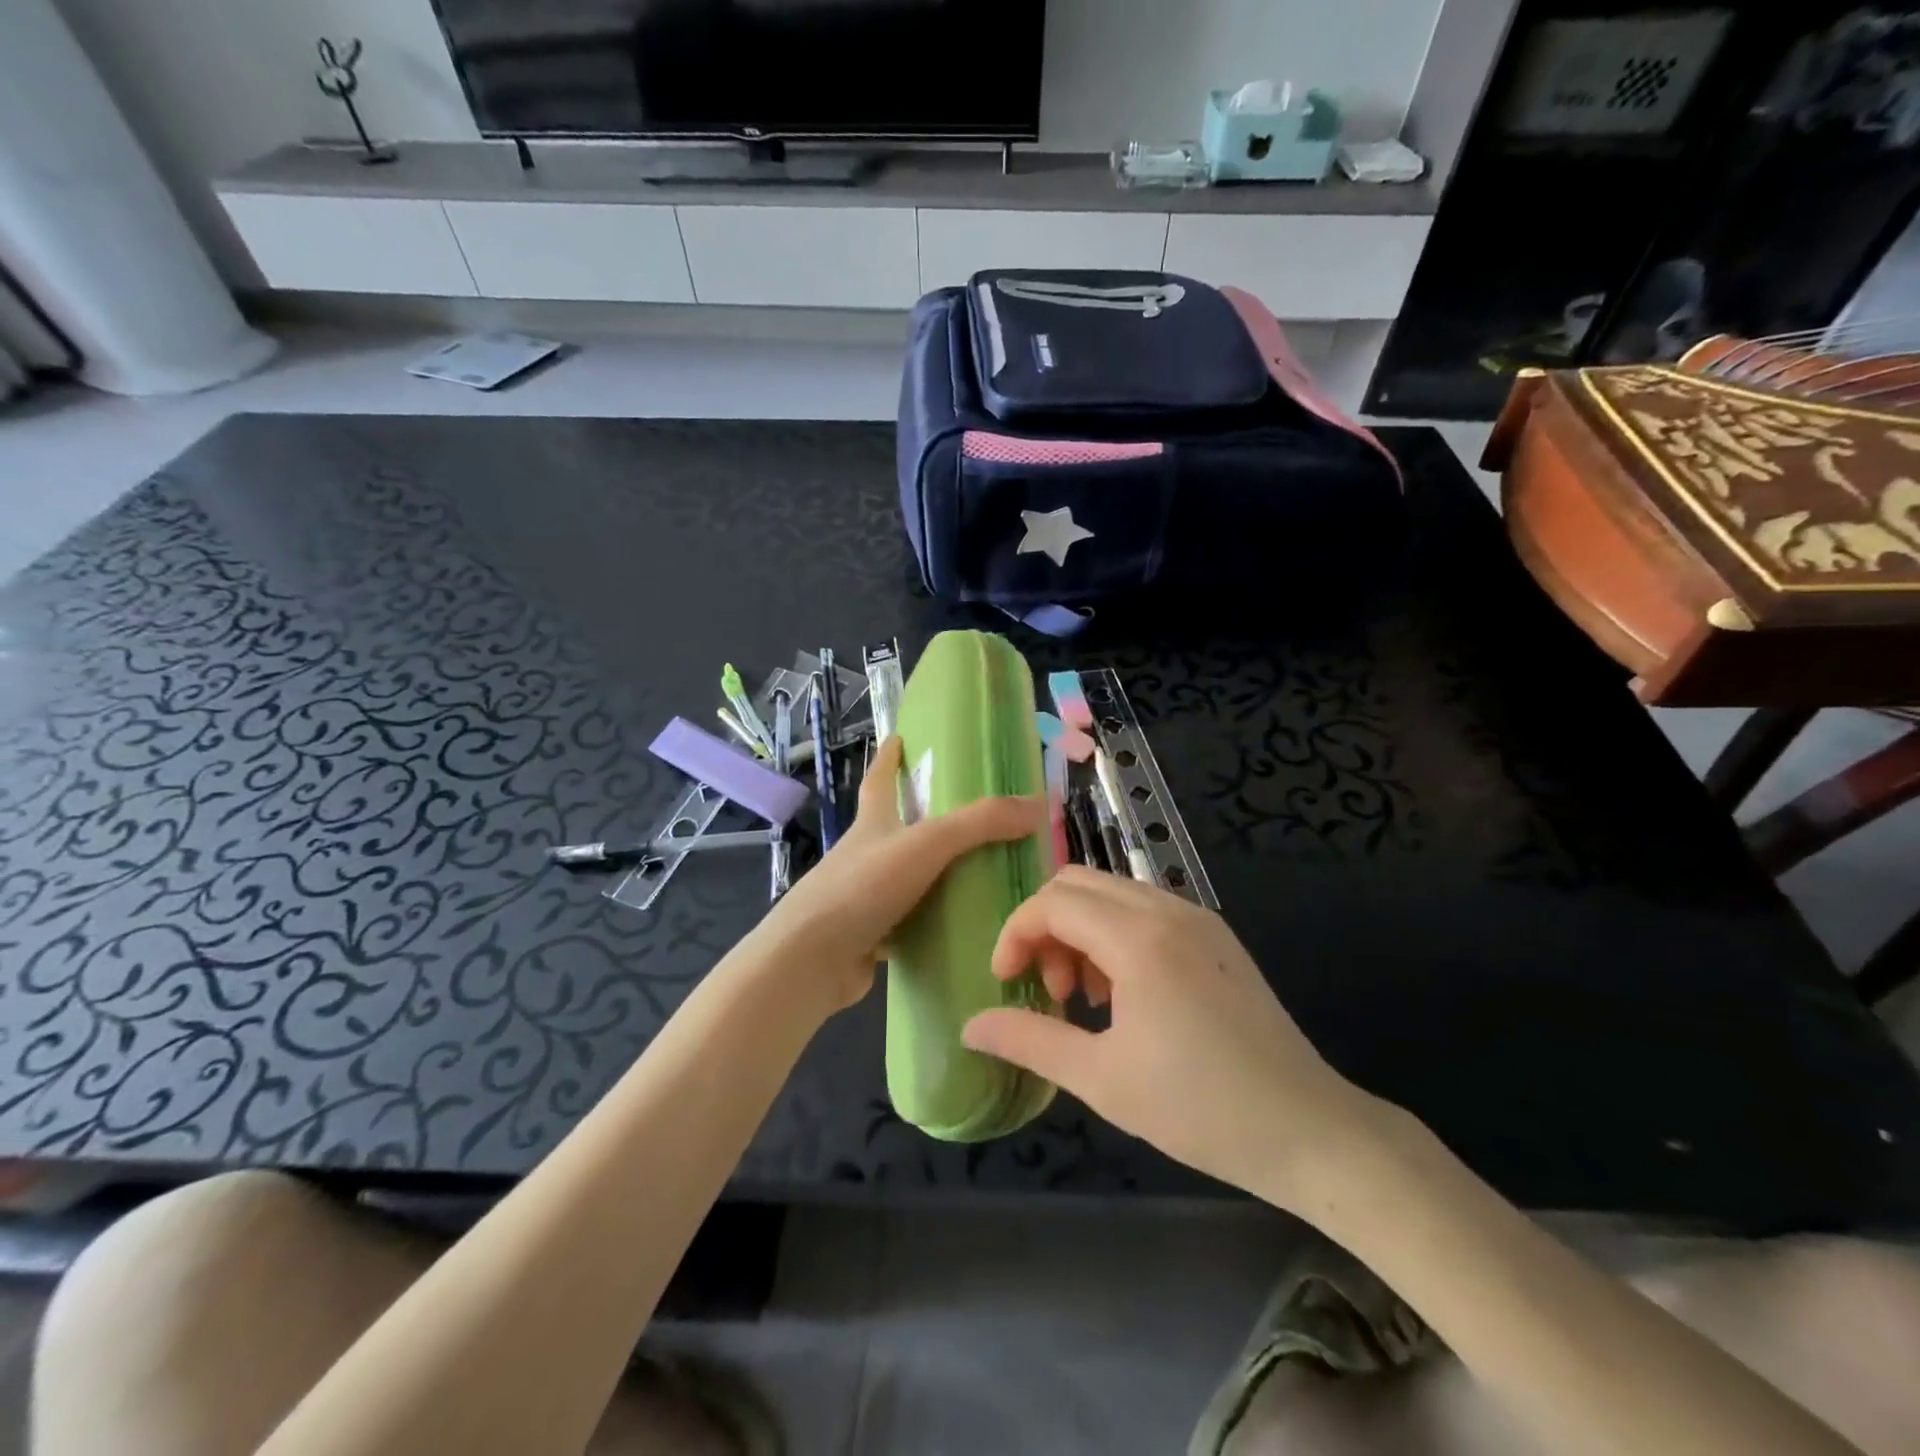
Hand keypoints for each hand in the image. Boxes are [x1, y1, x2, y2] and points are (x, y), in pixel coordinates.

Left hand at [751, 735, 1044, 1014]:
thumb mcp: (927, 843)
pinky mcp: (869, 936)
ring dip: (937, 875)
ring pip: (908, 878)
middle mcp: (866, 854)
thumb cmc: (863, 886)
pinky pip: (910, 922)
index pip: (880, 779)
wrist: (811, 959)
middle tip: (972, 819)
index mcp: (873, 823)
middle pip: (896, 829)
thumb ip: (980, 823)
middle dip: (925, 820)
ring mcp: (865, 897)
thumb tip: (1037, 805)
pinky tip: (963, 929)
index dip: (889, 757)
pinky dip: (933, 922)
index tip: (898, 737)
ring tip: (982, 875)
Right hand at [961, 867, 1384, 1210]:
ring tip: (1084, 997)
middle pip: (1079, 883)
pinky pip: (1146, 910)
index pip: (1053, 902)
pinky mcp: (1217, 936)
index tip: (1006, 982)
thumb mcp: (1101, 1079)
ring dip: (1081, 930)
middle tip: (1047, 988)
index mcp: (1139, 938)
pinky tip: (1124, 993)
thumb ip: (1030, 1040)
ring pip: (1113, 893)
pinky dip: (1115, 934)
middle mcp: (1168, 910)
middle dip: (1046, 926)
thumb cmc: (1199, 1108)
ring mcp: (1198, 918)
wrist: (1309, 1130)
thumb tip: (971, 1026)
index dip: (1015, 934)